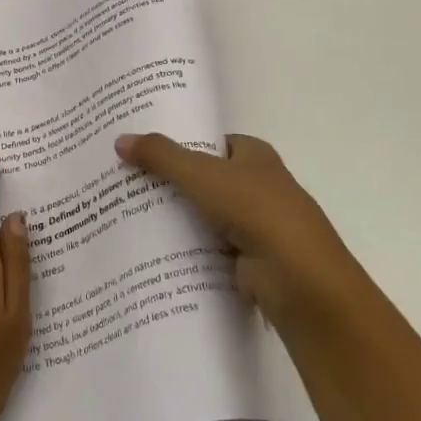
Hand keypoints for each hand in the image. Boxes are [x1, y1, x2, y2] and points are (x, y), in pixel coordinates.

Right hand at [116, 132, 367, 334]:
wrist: (300, 281)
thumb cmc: (257, 211)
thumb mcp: (202, 175)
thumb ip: (162, 157)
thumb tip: (120, 139)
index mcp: (254, 155)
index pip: (210, 142)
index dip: (178, 141)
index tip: (139, 146)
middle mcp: (256, 186)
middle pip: (202, 179)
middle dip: (168, 182)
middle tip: (121, 181)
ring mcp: (253, 226)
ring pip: (202, 216)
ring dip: (173, 219)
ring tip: (123, 215)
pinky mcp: (246, 262)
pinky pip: (205, 250)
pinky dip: (183, 251)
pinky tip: (147, 251)